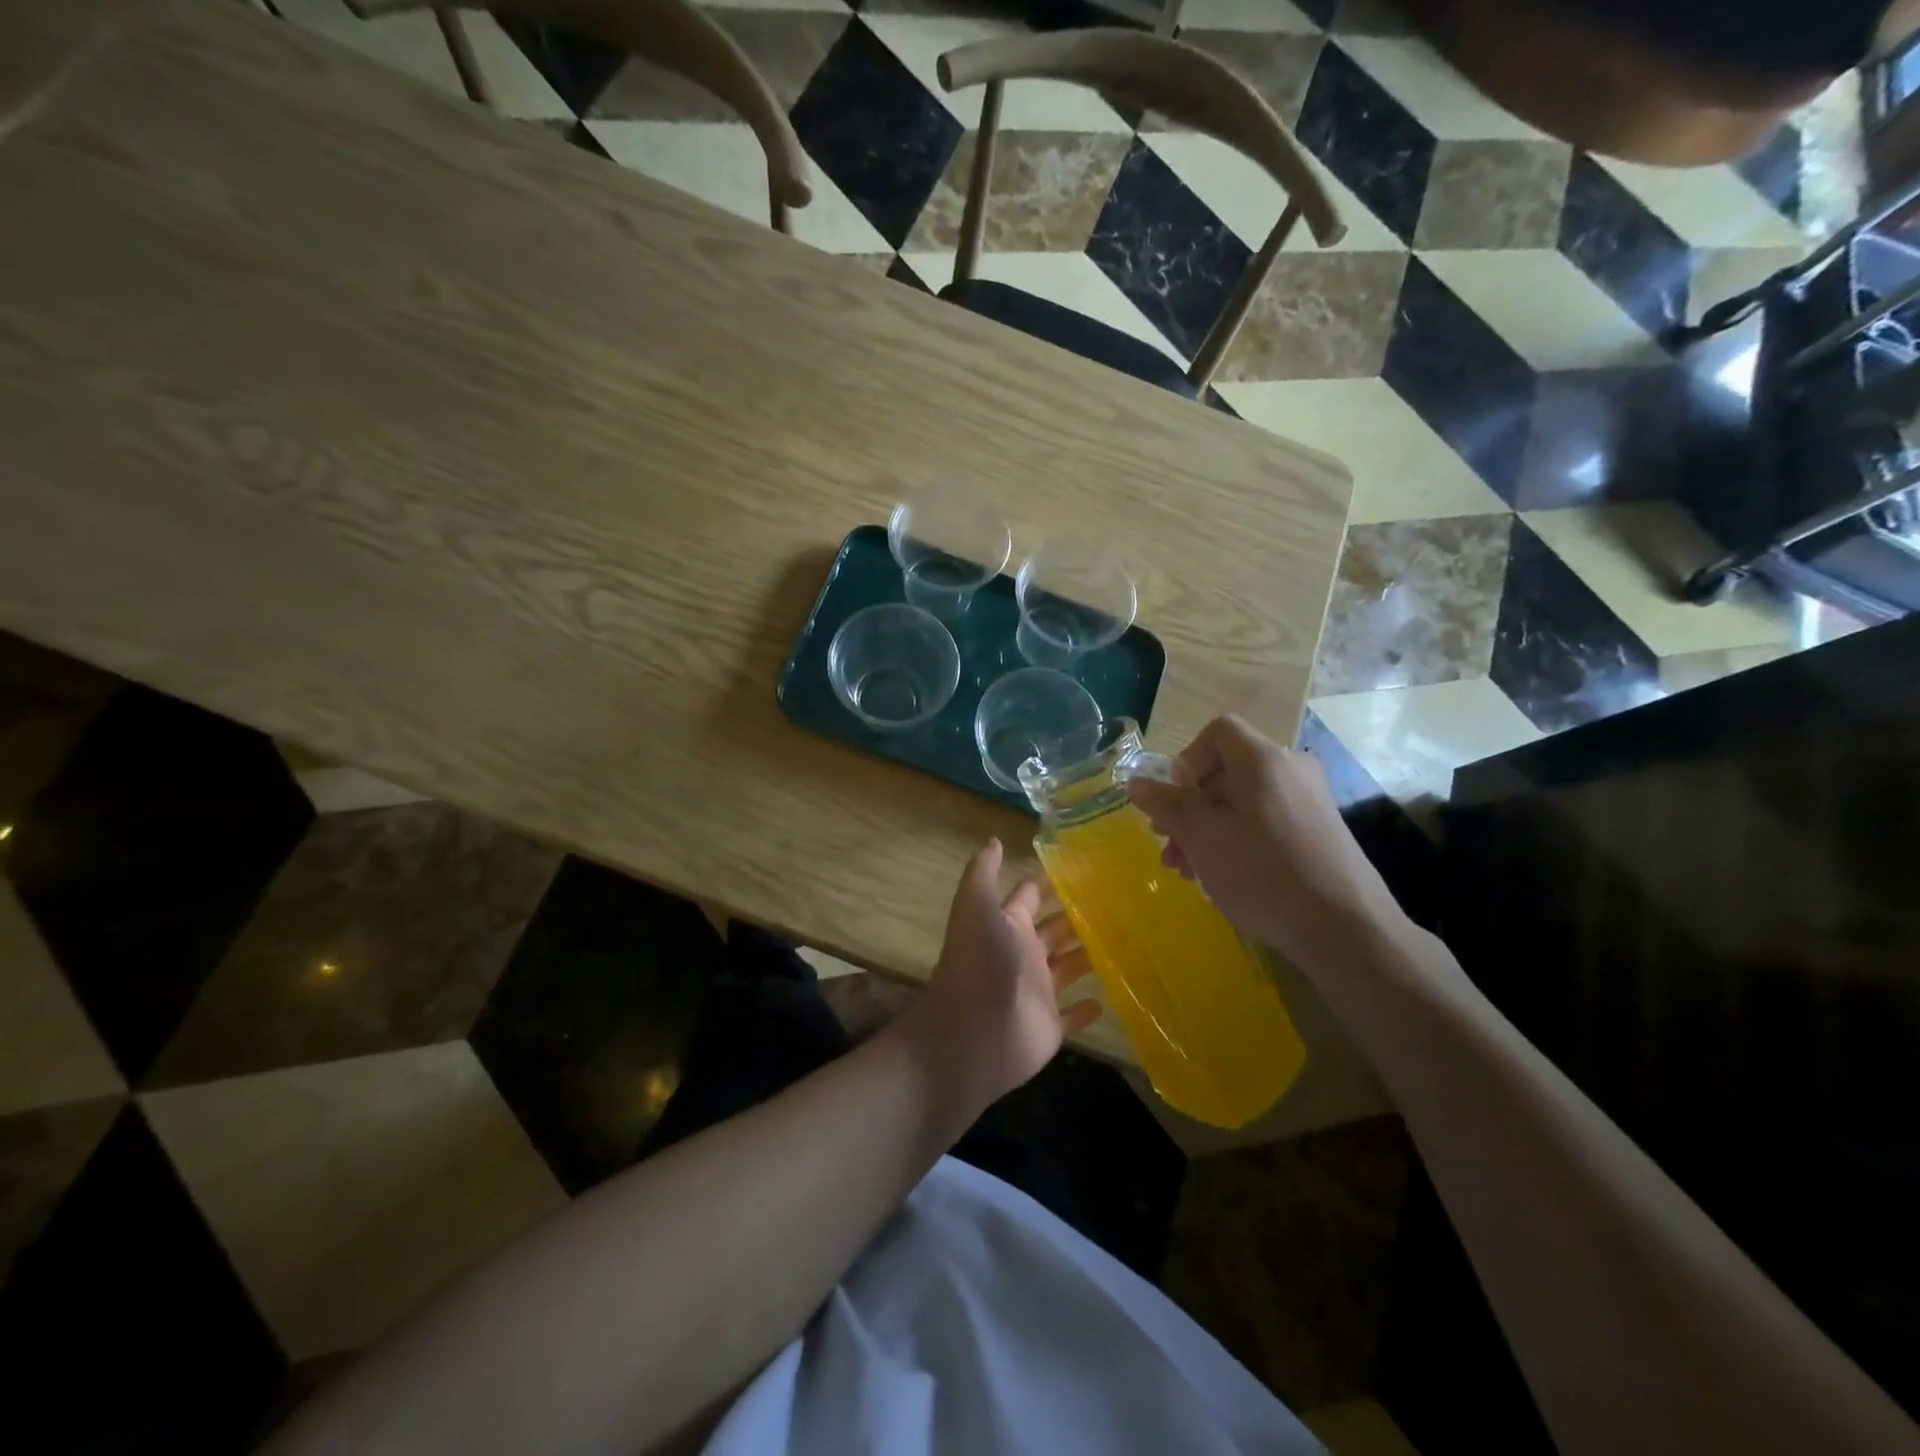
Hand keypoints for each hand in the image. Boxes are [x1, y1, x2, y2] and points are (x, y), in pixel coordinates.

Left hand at [897, 839, 1100, 1115]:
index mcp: (1008, 924)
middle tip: (1117, 901)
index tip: (1084, 868)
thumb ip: (983, 872)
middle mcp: (1023, 953)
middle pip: (1055, 929)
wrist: (974, 1033)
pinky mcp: (1050, 1026)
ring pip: (1069, 967)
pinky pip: (1073, 1014)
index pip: (1030, 896)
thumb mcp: (976, 905)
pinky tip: (1109, 996)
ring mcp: (1038, 991)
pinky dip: (1088, 1007)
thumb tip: (995, 839)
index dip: (1050, 882)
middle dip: (1078, 916)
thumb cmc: (980, 962)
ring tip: (1125, 940)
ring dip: (1090, 956)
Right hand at [1127, 715, 1408, 973]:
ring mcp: (1309, 801)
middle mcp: (1291, 769)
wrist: (1345, 929)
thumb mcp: (1203, 838)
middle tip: (1169, 845)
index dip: (1186, 760)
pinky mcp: (1319, 832)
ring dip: (1208, 829)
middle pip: (1226, 770)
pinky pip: (1266, 822)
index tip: (1174, 801)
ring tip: (1188, 871)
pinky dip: (1237, 840)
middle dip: (1189, 807)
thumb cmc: (1263, 873)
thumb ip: (1168, 805)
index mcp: (1263, 759)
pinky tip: (1223, 877)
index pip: (1218, 731)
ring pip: (1243, 801)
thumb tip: (1137, 783)